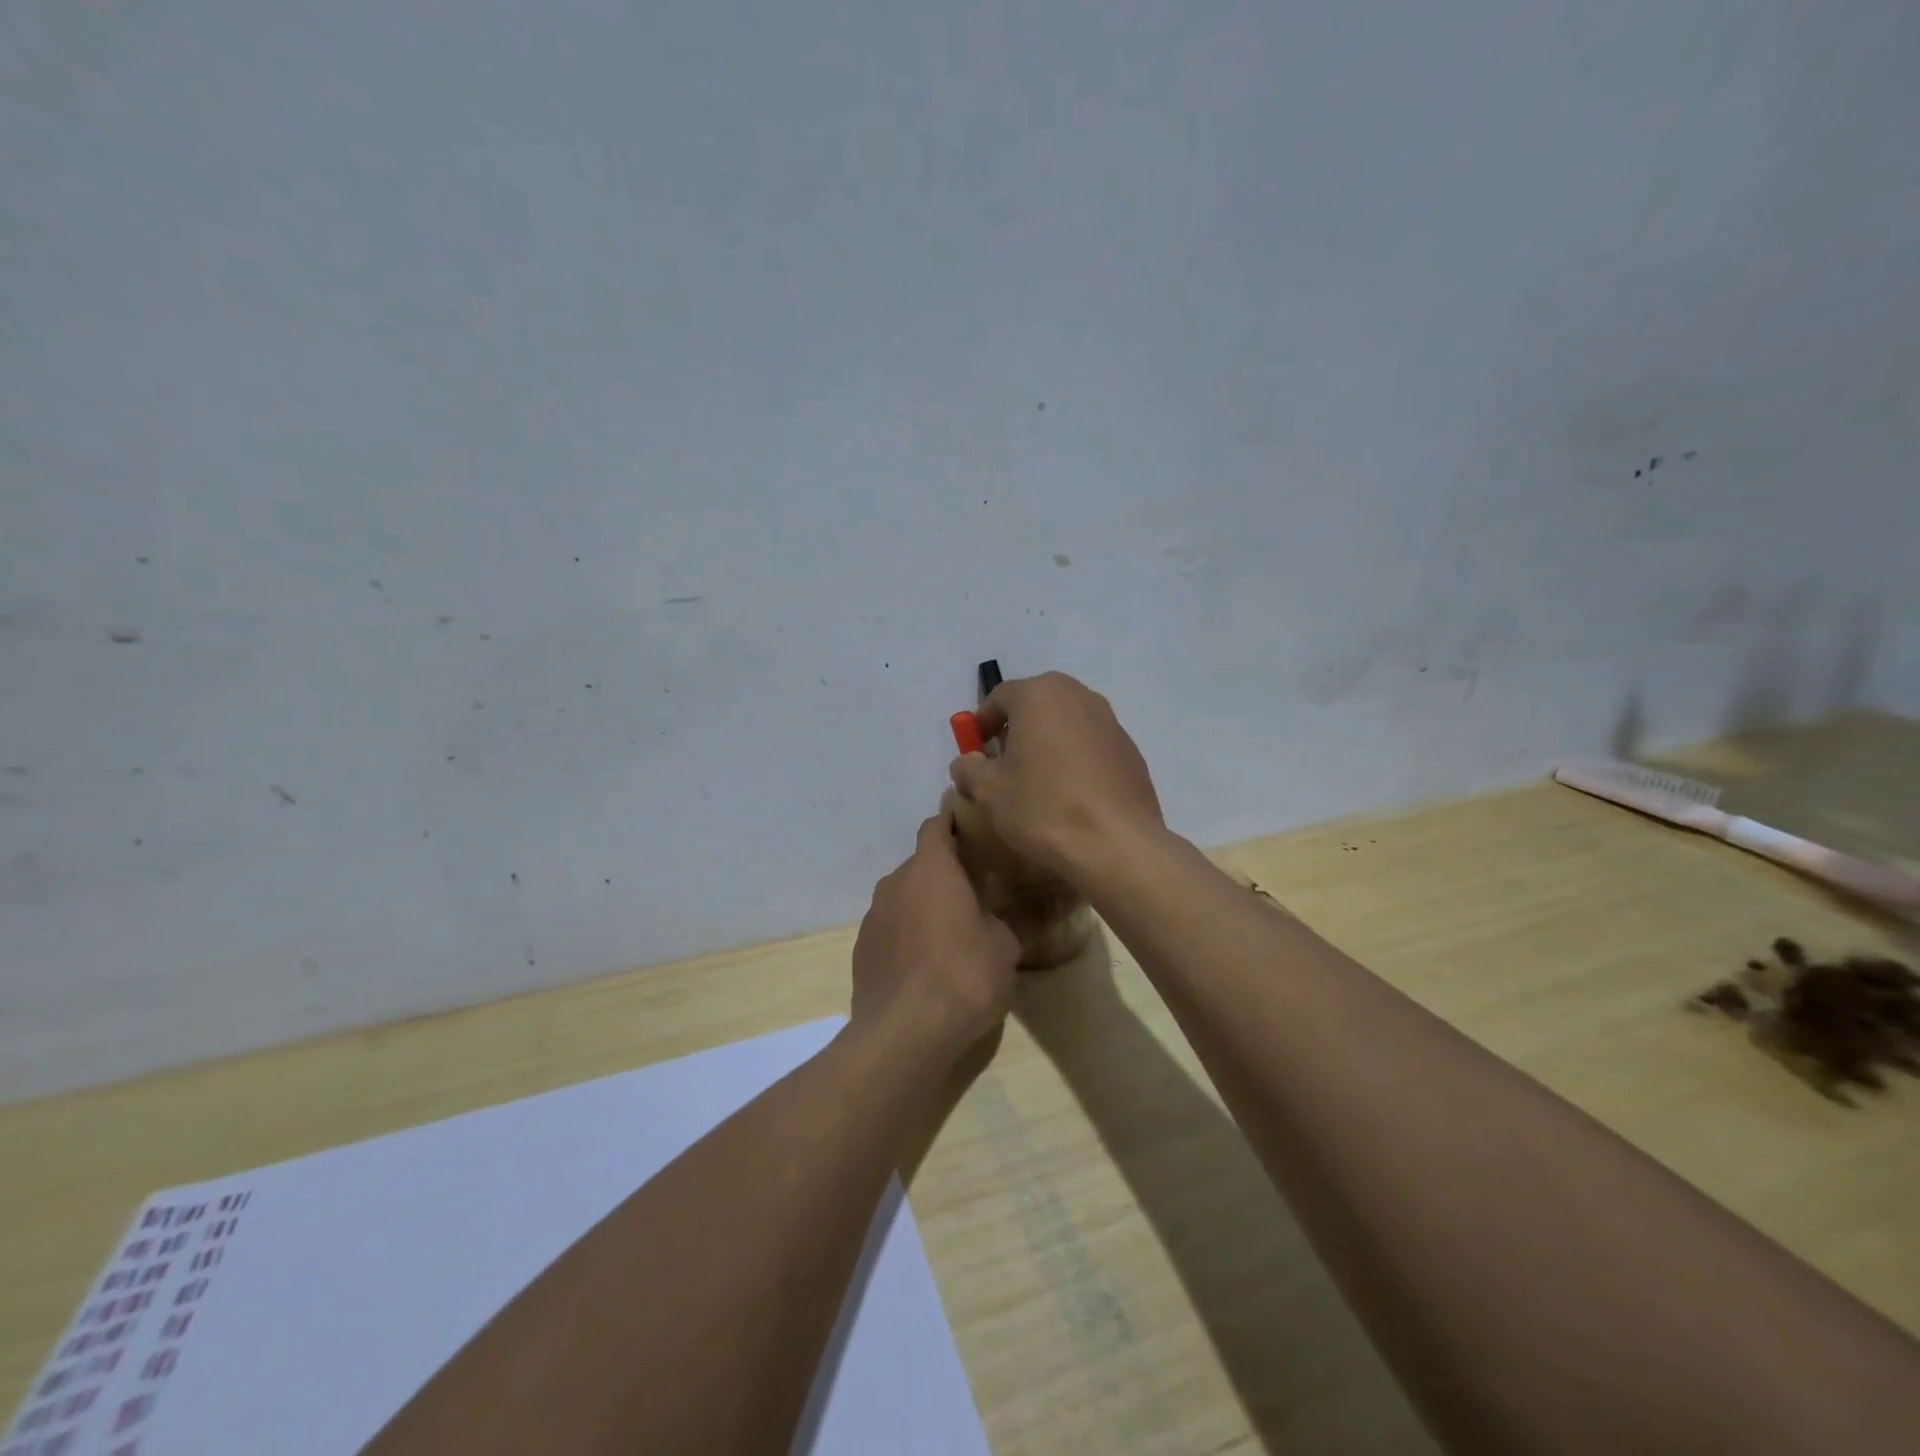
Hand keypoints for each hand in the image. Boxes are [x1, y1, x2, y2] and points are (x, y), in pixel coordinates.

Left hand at [851, 813, 1020, 1057]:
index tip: (979, 833)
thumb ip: (1028, 915)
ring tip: (955, 929)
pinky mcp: (862, 948)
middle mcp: (895, 882)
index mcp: (930, 869)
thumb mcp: (1005, 946)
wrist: (902, 1034)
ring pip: (904, 896)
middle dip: (947, 871)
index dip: (956, 823)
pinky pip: (891, 927)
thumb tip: (1063, 894)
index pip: (937, 825)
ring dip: (926, 903)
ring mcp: (874, 916)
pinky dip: (908, 933)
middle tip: (979, 888)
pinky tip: (928, 962)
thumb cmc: (962, 976)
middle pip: (922, 862)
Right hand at [948, 672, 1164, 881]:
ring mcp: (1110, 721)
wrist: (1117, 844)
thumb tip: (968, 762)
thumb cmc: (1044, 808)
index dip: (981, 724)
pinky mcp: (1130, 749)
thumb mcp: (988, 791)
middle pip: (1036, 704)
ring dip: (1047, 742)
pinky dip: (1075, 759)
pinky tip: (1071, 794)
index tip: (975, 752)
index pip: (999, 697)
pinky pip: (1091, 745)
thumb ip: (969, 768)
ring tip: (1038, 780)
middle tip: (1004, 763)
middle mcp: (1078, 695)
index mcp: (1039, 694)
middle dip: (1016, 729)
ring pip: (1066, 723)